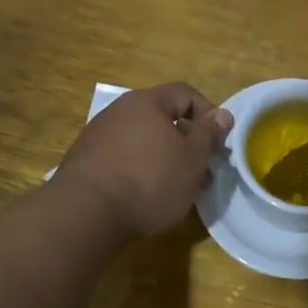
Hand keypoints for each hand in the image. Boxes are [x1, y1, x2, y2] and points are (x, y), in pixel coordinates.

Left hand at [53, 83, 232, 237]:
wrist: (86, 213)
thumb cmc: (150, 180)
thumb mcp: (192, 158)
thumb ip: (209, 134)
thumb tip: (222, 114)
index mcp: (147, 102)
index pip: (186, 93)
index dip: (209, 114)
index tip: (218, 144)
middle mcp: (120, 111)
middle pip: (163, 119)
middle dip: (188, 144)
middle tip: (202, 174)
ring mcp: (98, 136)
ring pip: (145, 142)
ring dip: (166, 161)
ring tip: (178, 191)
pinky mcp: (86, 163)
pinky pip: (124, 160)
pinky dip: (142, 172)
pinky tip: (147, 197)